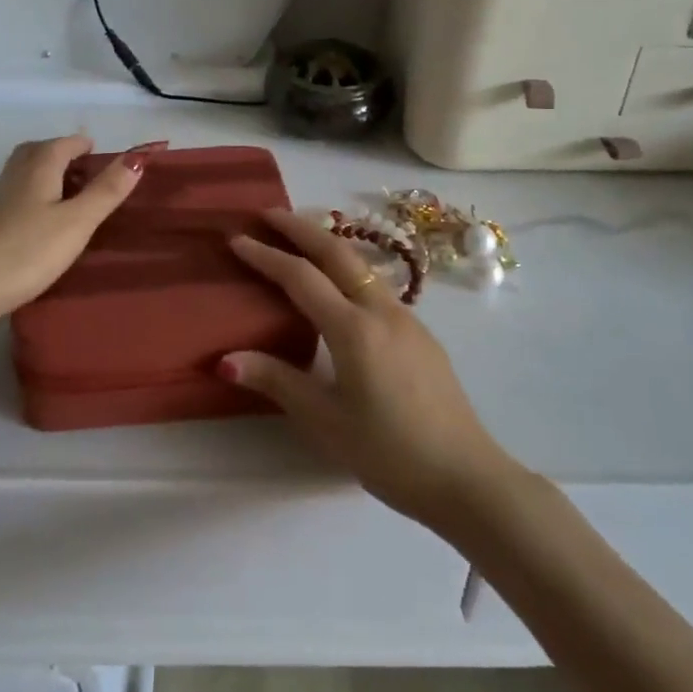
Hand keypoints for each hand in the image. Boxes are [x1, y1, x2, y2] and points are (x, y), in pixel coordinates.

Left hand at [0, 136, 160, 321]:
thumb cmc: (26, 251)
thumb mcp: (76, 223)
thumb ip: (106, 191)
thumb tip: (136, 157)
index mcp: (37, 168)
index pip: (63, 143)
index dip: (84, 145)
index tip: (101, 153)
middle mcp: (13, 176)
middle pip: (37, 152)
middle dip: (60, 153)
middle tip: (83, 169)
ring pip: (22, 174)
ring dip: (45, 175)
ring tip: (66, 195)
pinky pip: (13, 197)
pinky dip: (31, 197)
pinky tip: (39, 223)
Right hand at [222, 210, 521, 531]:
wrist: (466, 477)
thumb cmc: (389, 453)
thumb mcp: (326, 421)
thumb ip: (278, 382)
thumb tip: (225, 360)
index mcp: (354, 329)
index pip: (301, 278)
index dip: (266, 256)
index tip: (237, 238)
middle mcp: (381, 311)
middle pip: (337, 253)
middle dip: (300, 228)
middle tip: (267, 213)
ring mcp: (407, 319)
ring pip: (361, 265)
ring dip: (328, 244)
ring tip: (300, 238)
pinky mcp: (421, 334)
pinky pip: (376, 286)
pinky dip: (348, 270)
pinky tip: (340, 285)